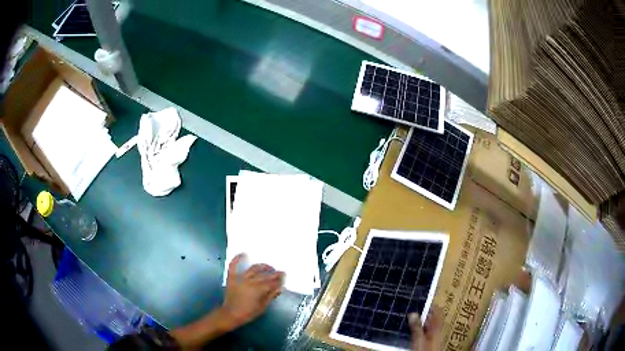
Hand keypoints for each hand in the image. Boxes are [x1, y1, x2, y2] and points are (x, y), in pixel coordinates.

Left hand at [221, 254, 283, 328]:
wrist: (230, 314)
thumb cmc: (248, 313)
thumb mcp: (262, 307)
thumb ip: (271, 296)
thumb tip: (280, 288)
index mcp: (258, 289)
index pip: (272, 282)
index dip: (279, 280)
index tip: (284, 277)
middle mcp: (250, 281)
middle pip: (264, 275)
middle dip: (273, 273)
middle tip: (279, 272)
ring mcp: (240, 278)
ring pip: (253, 269)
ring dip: (262, 266)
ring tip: (268, 266)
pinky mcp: (232, 278)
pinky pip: (233, 266)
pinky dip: (237, 259)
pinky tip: (243, 254)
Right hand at [409, 305, 442, 350]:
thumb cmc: (425, 349)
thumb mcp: (419, 338)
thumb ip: (416, 326)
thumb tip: (413, 313)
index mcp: (437, 326)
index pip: (437, 310)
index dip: (430, 304)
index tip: (421, 299)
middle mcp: (437, 329)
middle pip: (433, 317)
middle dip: (424, 312)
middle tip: (412, 307)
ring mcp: (434, 335)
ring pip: (428, 324)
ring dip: (420, 320)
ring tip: (409, 317)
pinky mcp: (429, 341)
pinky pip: (425, 331)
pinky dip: (419, 328)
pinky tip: (411, 329)